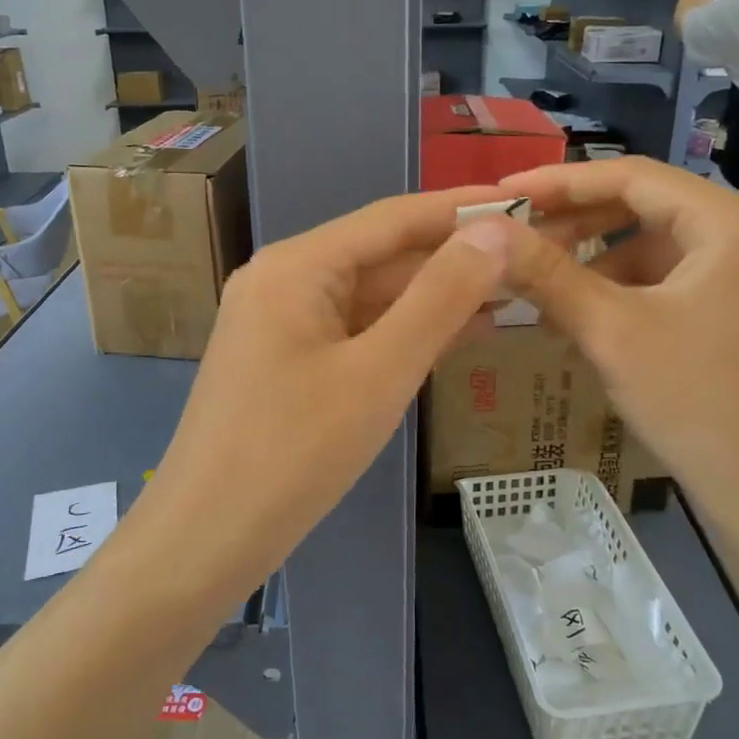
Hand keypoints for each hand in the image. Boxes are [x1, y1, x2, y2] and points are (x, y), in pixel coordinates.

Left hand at [136, 188, 511, 599]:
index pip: (393, 218)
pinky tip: (460, 334)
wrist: (206, 539)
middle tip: (531, 255)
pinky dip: (405, 332)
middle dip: (454, 257)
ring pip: (373, 296)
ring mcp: (282, 322)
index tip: (525, 200)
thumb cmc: (294, 453)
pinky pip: (356, 332)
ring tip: (514, 291)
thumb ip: (440, 298)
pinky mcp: (287, 361)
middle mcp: (284, 280)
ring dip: (436, 297)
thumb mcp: (379, 372)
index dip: (461, 208)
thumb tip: (494, 231)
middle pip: (383, 255)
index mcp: (298, 266)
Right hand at [475, 157, 738, 530]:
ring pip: (655, 248)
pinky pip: (672, 281)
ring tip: (540, 295)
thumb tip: (485, 231)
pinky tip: (582, 322)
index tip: (502, 194)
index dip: (560, 182)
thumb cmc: (700, 402)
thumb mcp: (613, 331)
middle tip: (514, 244)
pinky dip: (625, 294)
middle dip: (576, 227)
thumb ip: (547, 274)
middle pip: (645, 209)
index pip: (633, 177)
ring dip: (595, 266)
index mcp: (734, 221)